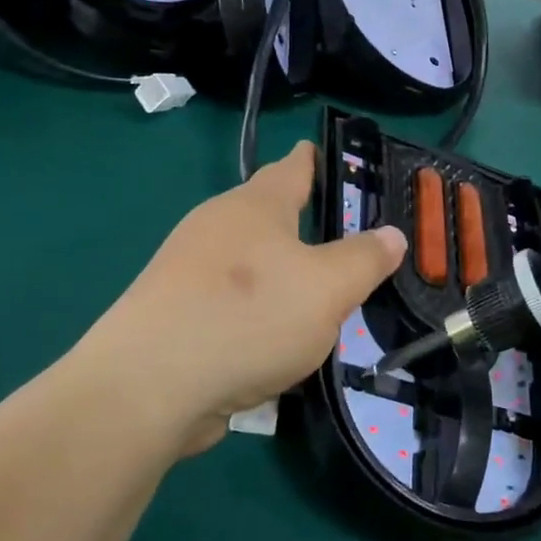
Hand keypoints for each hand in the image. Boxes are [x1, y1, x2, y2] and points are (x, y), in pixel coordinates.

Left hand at [77, 142, 405, 456]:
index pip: (292, 167)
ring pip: (248, 266)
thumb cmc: (248, 317)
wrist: (149, 386)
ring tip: (316, 299)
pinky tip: (275, 345)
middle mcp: (216, 228)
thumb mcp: (327, 288)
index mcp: (254, 207)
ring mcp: (187, 273)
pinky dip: (256, 316)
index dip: (314, 159)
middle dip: (300, 224)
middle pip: (266, 216)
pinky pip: (230, 306)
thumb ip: (364, 259)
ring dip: (279, 277)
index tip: (326, 153)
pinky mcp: (174, 316)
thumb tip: (392, 234)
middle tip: (341, 240)